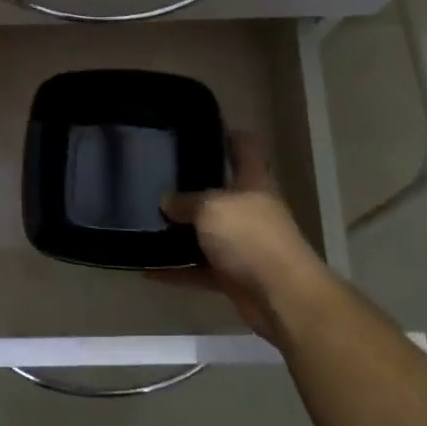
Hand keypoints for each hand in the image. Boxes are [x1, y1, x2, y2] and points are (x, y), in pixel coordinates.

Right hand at [158, 134, 321, 341]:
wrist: (281, 295)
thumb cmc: (250, 237)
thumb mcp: (211, 208)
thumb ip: (186, 202)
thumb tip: (166, 202)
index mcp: (253, 182)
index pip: (245, 147)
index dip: (227, 135)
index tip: (200, 130)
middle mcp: (249, 209)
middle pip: (220, 191)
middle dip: (192, 187)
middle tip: (157, 178)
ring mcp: (242, 244)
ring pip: (206, 232)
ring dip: (181, 232)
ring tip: (145, 221)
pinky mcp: (233, 276)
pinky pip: (198, 269)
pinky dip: (176, 270)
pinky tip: (147, 268)